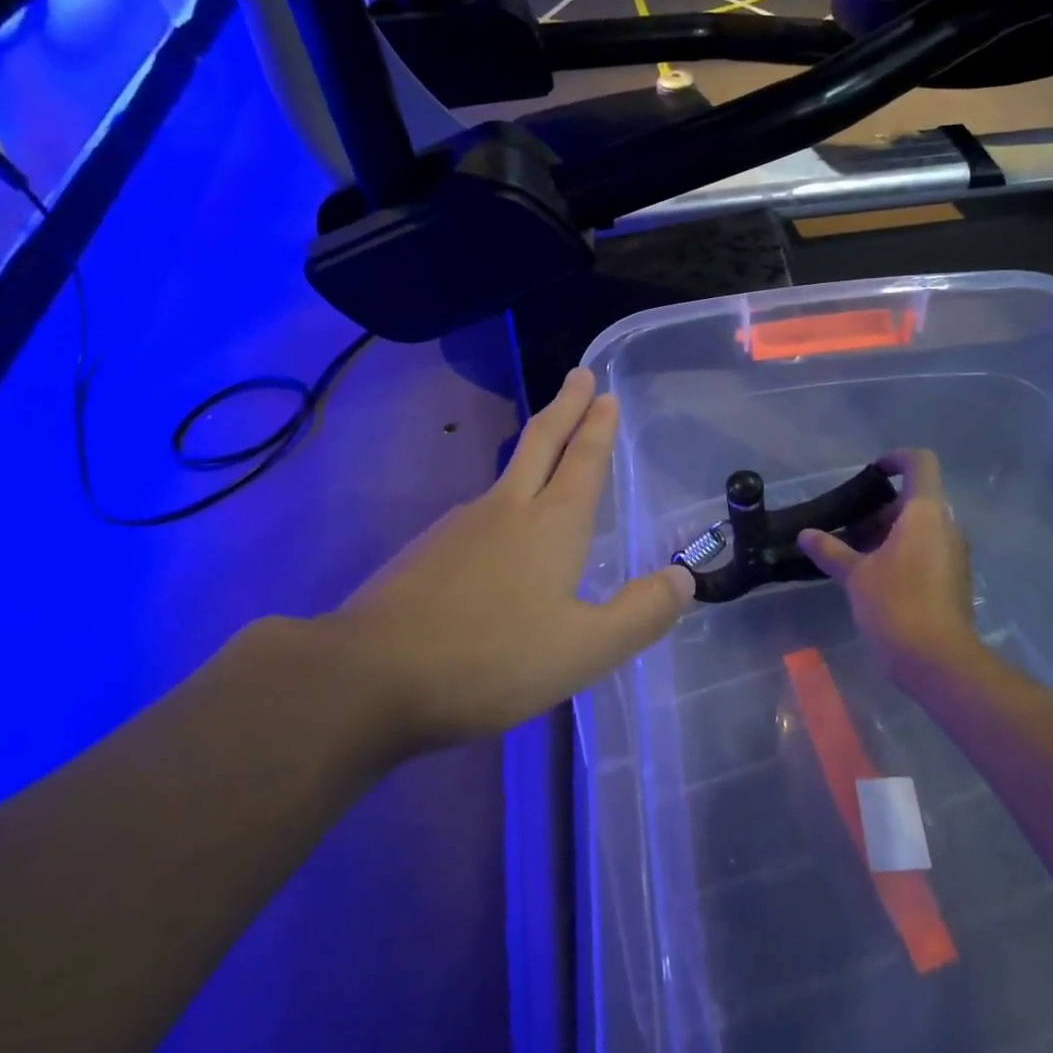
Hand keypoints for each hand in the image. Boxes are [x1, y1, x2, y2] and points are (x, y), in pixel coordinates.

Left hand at [319, 369, 693, 760]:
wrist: (368, 677)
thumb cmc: (490, 658)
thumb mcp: (584, 650)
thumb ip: (640, 615)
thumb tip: (684, 578)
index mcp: (551, 523)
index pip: (583, 459)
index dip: (597, 425)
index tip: (605, 391)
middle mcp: (507, 509)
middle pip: (542, 442)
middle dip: (566, 406)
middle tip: (579, 375)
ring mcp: (460, 526)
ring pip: (507, 475)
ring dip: (534, 450)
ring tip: (549, 454)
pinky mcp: (427, 551)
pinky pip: (479, 513)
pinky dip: (502, 502)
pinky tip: (498, 534)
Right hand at [799, 450, 990, 688]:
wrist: (939, 662)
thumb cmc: (896, 604)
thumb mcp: (855, 575)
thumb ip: (831, 549)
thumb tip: (805, 534)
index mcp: (925, 513)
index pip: (920, 463)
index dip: (897, 459)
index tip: (872, 473)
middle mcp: (947, 527)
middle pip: (917, 500)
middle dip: (882, 508)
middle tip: (850, 527)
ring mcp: (955, 555)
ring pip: (922, 528)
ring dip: (891, 533)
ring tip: (856, 555)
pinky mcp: (955, 581)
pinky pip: (928, 551)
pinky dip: (903, 553)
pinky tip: (875, 578)